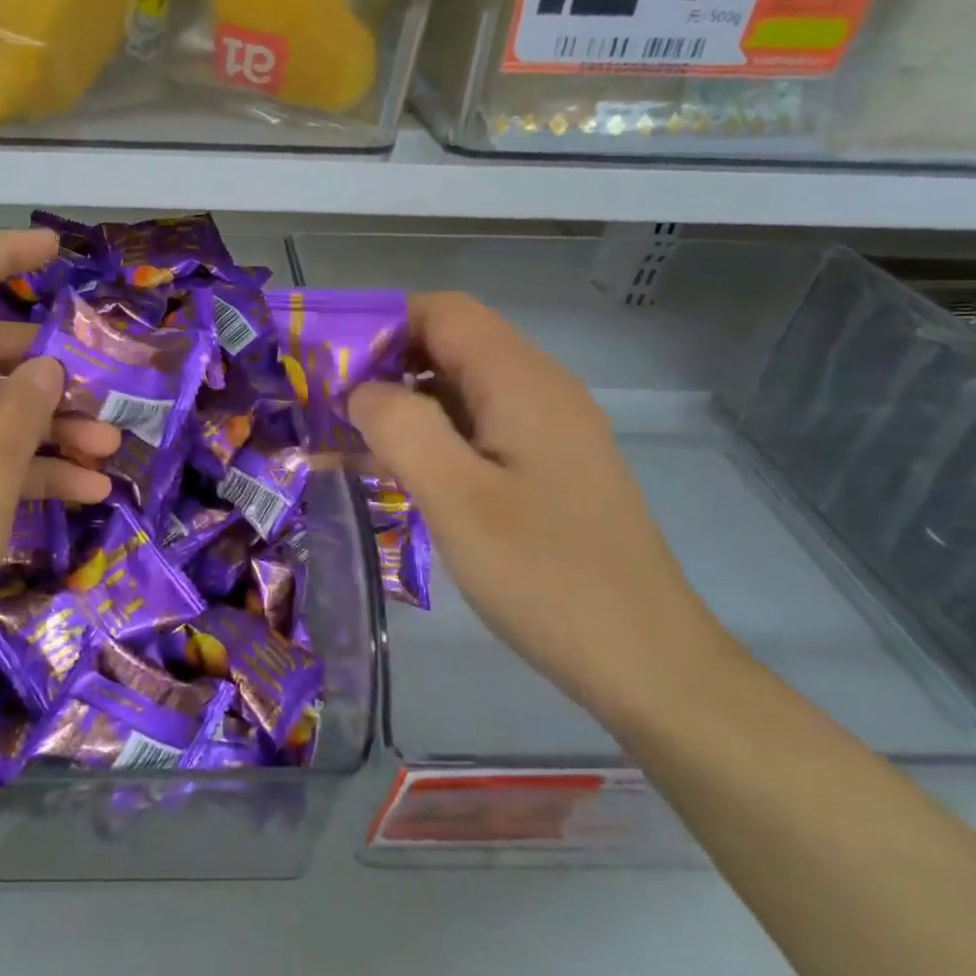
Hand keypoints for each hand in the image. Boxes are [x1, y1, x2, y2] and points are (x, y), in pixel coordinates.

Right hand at [350, 293, 740, 730]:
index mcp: (522, 381)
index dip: (380, 325)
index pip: (442, 311)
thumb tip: (362, 391)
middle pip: (450, 345)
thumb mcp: (457, 498)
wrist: (647, 663)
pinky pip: (479, 429)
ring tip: (350, 446)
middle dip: (383, 367)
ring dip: (404, 407)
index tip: (330, 369)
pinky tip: (401, 476)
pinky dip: (433, 438)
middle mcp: (541, 390)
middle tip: (328, 412)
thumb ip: (401, 427)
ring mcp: (549, 430)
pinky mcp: (549, 468)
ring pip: (461, 389)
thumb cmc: (545, 576)